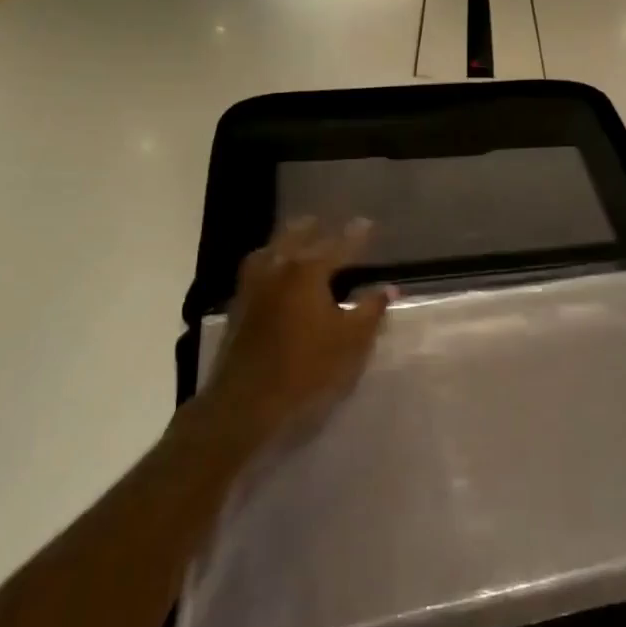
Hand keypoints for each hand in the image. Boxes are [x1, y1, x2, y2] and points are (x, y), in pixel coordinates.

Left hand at [200, 218, 390, 448]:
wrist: (245, 403)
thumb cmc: (307, 369)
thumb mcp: (351, 341)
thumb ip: (371, 310)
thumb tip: (388, 287)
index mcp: (307, 272)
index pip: (338, 245)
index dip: (356, 235)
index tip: (368, 223)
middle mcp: (277, 269)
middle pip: (296, 237)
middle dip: (313, 229)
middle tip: (326, 224)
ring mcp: (252, 287)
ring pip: (270, 251)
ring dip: (286, 241)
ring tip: (297, 241)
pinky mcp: (237, 308)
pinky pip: (255, 270)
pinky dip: (268, 262)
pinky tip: (273, 274)